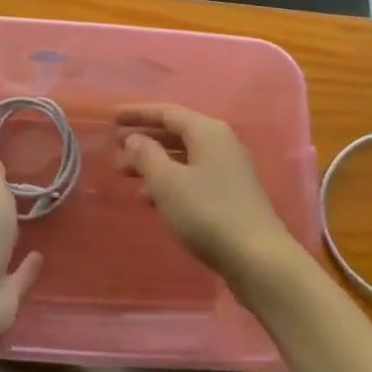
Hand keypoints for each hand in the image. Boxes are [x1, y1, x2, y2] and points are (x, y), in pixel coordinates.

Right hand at [117, 104, 298, 293]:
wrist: (259, 259)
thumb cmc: (208, 213)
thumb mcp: (168, 182)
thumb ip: (147, 155)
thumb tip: (134, 138)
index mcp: (208, 131)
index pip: (167, 112)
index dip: (138, 114)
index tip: (112, 117)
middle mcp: (221, 143)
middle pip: (176, 133)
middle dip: (145, 140)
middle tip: (115, 150)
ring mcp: (229, 170)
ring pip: (184, 157)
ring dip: (154, 163)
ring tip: (126, 176)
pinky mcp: (231, 195)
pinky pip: (193, 177)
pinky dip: (170, 182)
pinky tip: (152, 200)